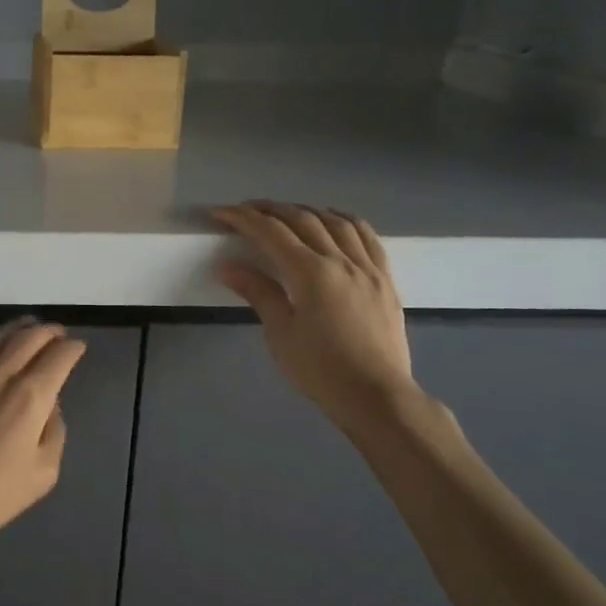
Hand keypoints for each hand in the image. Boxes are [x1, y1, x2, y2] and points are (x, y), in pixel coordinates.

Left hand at [0, 320, 87, 554]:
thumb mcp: (43, 472)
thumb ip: (54, 431)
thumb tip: (50, 405)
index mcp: (31, 396)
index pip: (58, 357)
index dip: (72, 348)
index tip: (78, 347)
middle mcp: (2, 374)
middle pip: (29, 337)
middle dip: (49, 331)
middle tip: (58, 332)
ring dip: (20, 328)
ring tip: (30, 326)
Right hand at [214, 201, 416, 432]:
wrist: (376, 396)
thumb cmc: (321, 370)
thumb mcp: (281, 334)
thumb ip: (258, 293)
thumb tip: (228, 266)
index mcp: (311, 274)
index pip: (271, 233)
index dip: (243, 219)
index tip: (220, 213)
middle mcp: (342, 261)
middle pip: (303, 220)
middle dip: (271, 209)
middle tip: (245, 210)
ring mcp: (368, 268)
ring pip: (336, 222)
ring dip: (307, 210)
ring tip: (286, 211)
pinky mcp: (385, 280)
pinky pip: (367, 237)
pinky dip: (346, 221)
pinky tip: (335, 220)